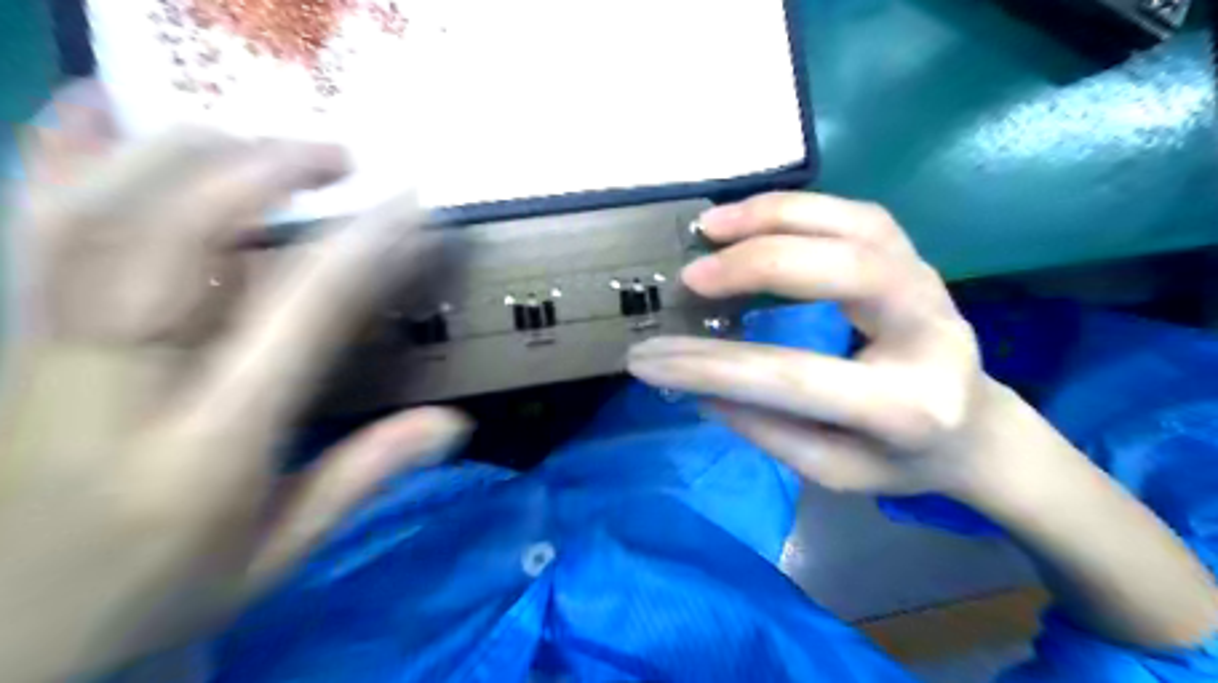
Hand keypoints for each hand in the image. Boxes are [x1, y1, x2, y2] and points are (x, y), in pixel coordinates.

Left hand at [1, 83, 469, 680]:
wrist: (0, 634)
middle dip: (263, 175)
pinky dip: (58, 151)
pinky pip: (25, 224)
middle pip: (173, 242)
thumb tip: (455, 423)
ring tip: (262, 138)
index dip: (359, 250)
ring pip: (94, 216)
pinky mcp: (9, 335)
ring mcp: (42, 351)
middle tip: (338, 157)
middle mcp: (118, 385)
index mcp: (207, 448)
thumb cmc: (159, 591)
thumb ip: (364, 478)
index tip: (408, 207)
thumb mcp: (278, 553)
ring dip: (186, 155)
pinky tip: (102, 104)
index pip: (295, 320)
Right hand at [627, 189, 1021, 497]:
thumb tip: (700, 385)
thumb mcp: (833, 471)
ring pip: (855, 224)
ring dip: (775, 216)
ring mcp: (931, 285)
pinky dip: (799, 207)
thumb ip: (768, 429)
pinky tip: (755, 218)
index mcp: (905, 407)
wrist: (977, 430)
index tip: (647, 357)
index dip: (710, 365)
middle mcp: (929, 333)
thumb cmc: (902, 461)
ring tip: (712, 226)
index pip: (791, 377)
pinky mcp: (918, 260)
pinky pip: (858, 215)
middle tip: (691, 275)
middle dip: (756, 266)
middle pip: (843, 271)